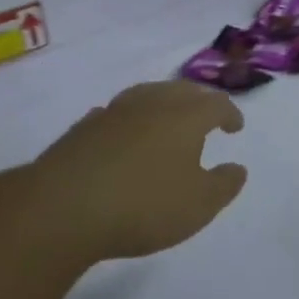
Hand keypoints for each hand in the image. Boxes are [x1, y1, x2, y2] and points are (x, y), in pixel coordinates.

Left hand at [28, 81, 246, 260]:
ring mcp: (114, 112)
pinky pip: (115, 114)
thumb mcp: (198, 205)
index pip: (216, 104)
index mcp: (186, 117)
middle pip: (181, 90)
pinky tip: (124, 135)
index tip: (235, 128)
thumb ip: (223, 185)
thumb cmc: (143, 205)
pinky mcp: (82, 129)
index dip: (230, 113)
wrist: (61, 208)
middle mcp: (152, 104)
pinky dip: (128, 120)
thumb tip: (237, 168)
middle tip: (206, 116)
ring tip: (166, 120)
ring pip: (146, 95)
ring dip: (162, 104)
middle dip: (198, 101)